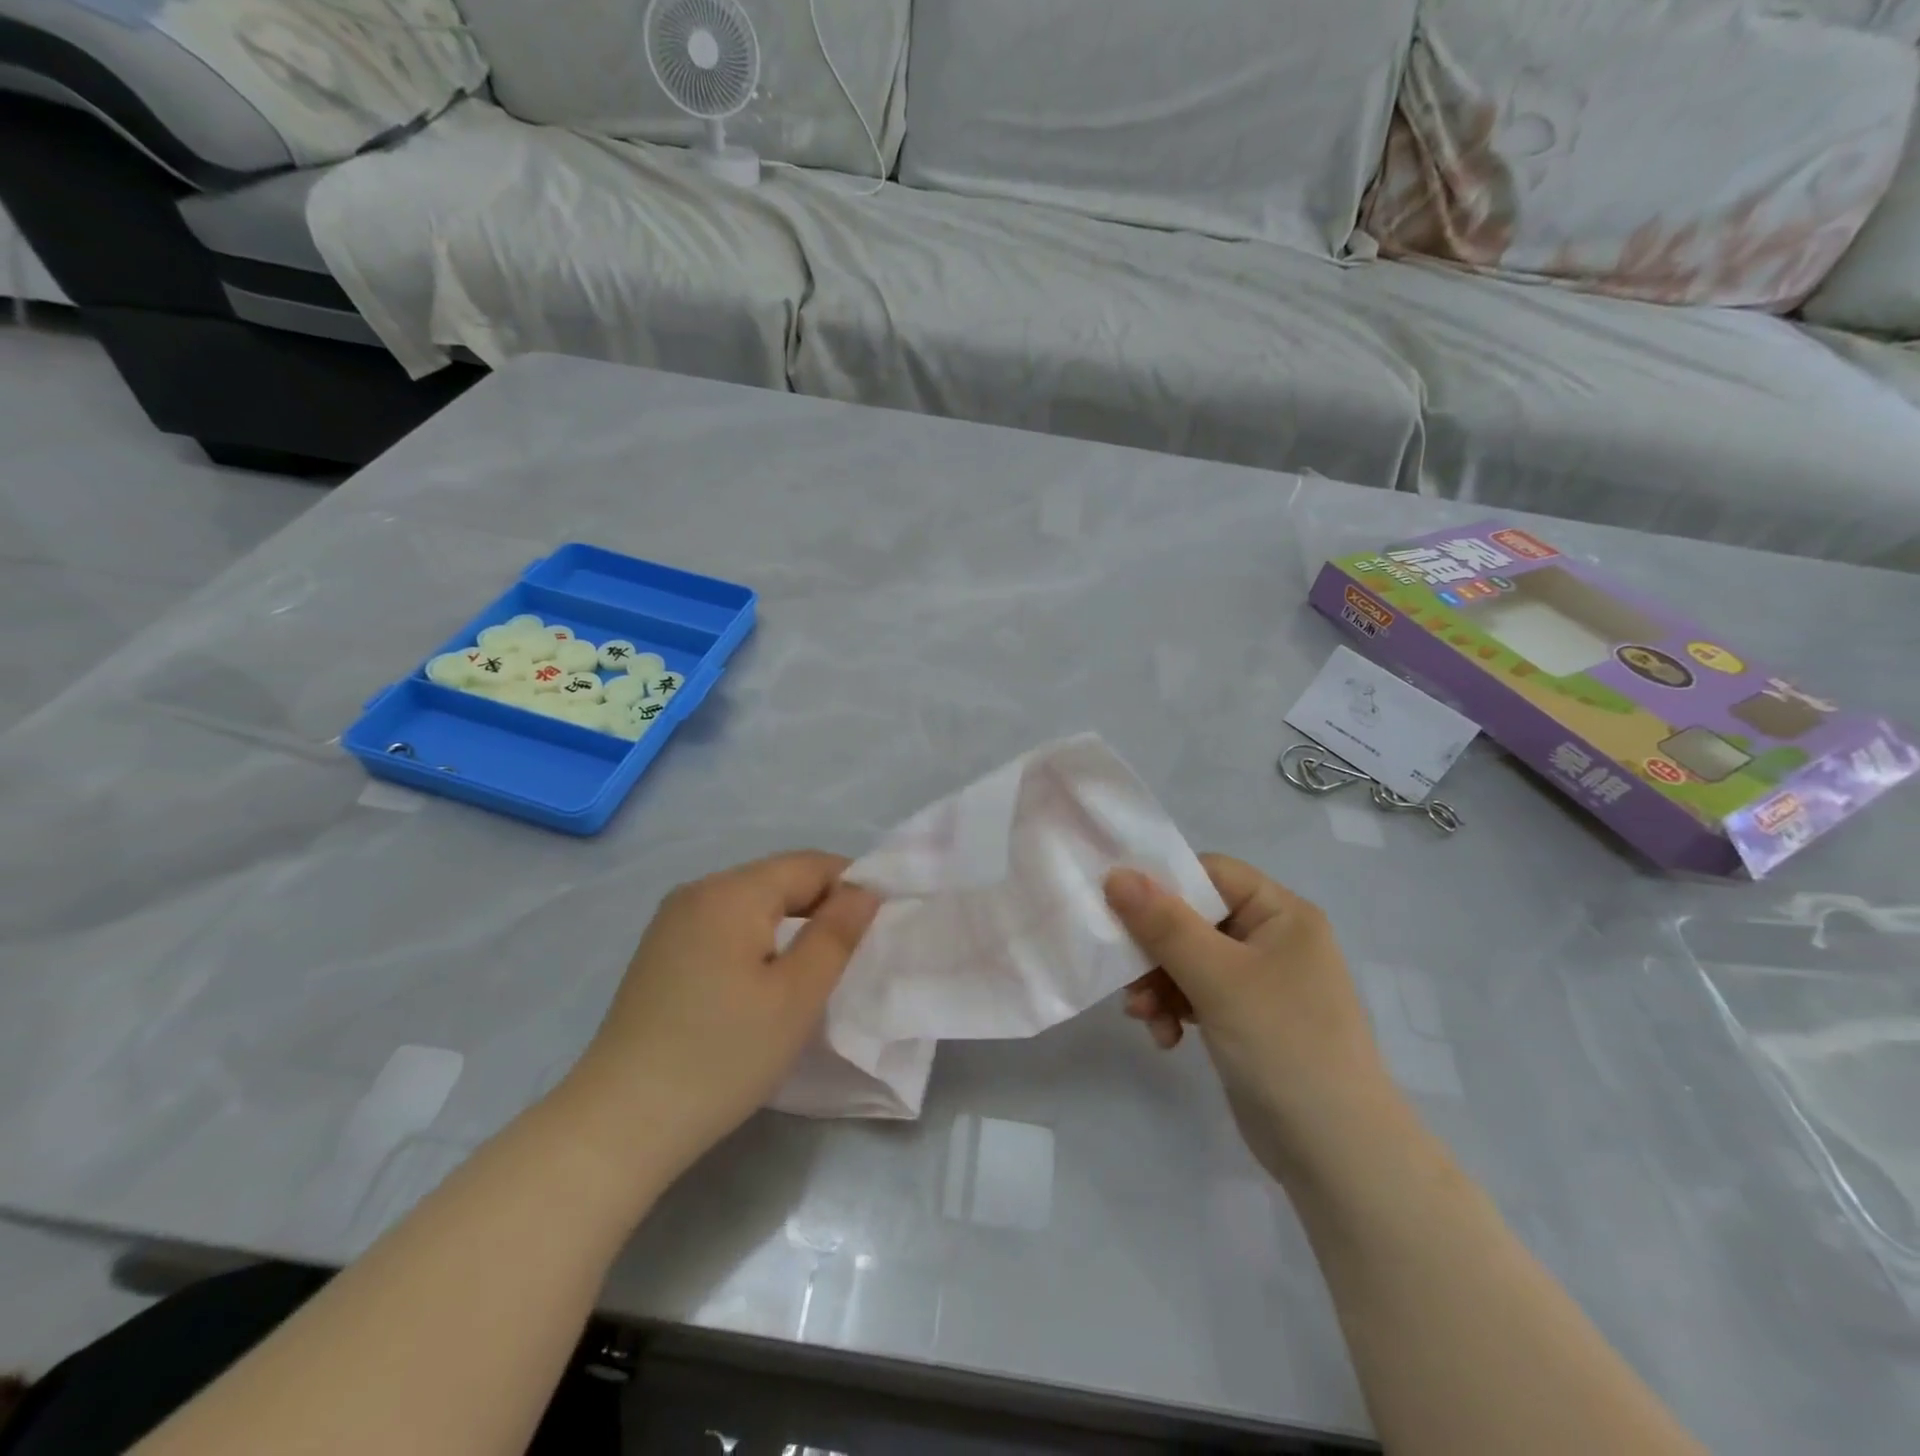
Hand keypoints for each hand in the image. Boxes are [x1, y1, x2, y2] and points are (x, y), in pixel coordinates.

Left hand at [562, 851, 879, 1184]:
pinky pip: (724, 926)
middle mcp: (698, 891)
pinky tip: (762, 981)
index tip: (876, 928)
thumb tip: (865, 890)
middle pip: (778, 879)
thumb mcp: (797, 996)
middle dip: (821, 906)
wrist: (619, 1124)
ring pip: (751, 903)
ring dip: (789, 925)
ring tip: (812, 970)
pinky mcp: (660, 952)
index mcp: (731, 891)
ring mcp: (672, 921)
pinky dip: (756, 941)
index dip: (851, 886)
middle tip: (849, 956)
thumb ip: (837, 934)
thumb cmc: (722, 1056)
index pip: (809, 864)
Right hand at [1105, 856, 1406, 1186]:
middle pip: (1193, 918)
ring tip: (1143, 1016)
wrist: (1338, 1156)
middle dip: (1155, 949)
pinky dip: (1174, 1009)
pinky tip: (1165, 1037)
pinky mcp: (1246, 1018)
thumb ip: (1164, 925)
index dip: (1163, 885)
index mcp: (1282, 914)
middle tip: (1126, 975)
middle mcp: (1272, 938)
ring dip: (1159, 984)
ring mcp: (1260, 981)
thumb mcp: (1218, 979)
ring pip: (1188, 958)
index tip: (1119, 908)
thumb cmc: (1284, 1047)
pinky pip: (1196, 993)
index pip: (1210, 873)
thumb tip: (1115, 874)